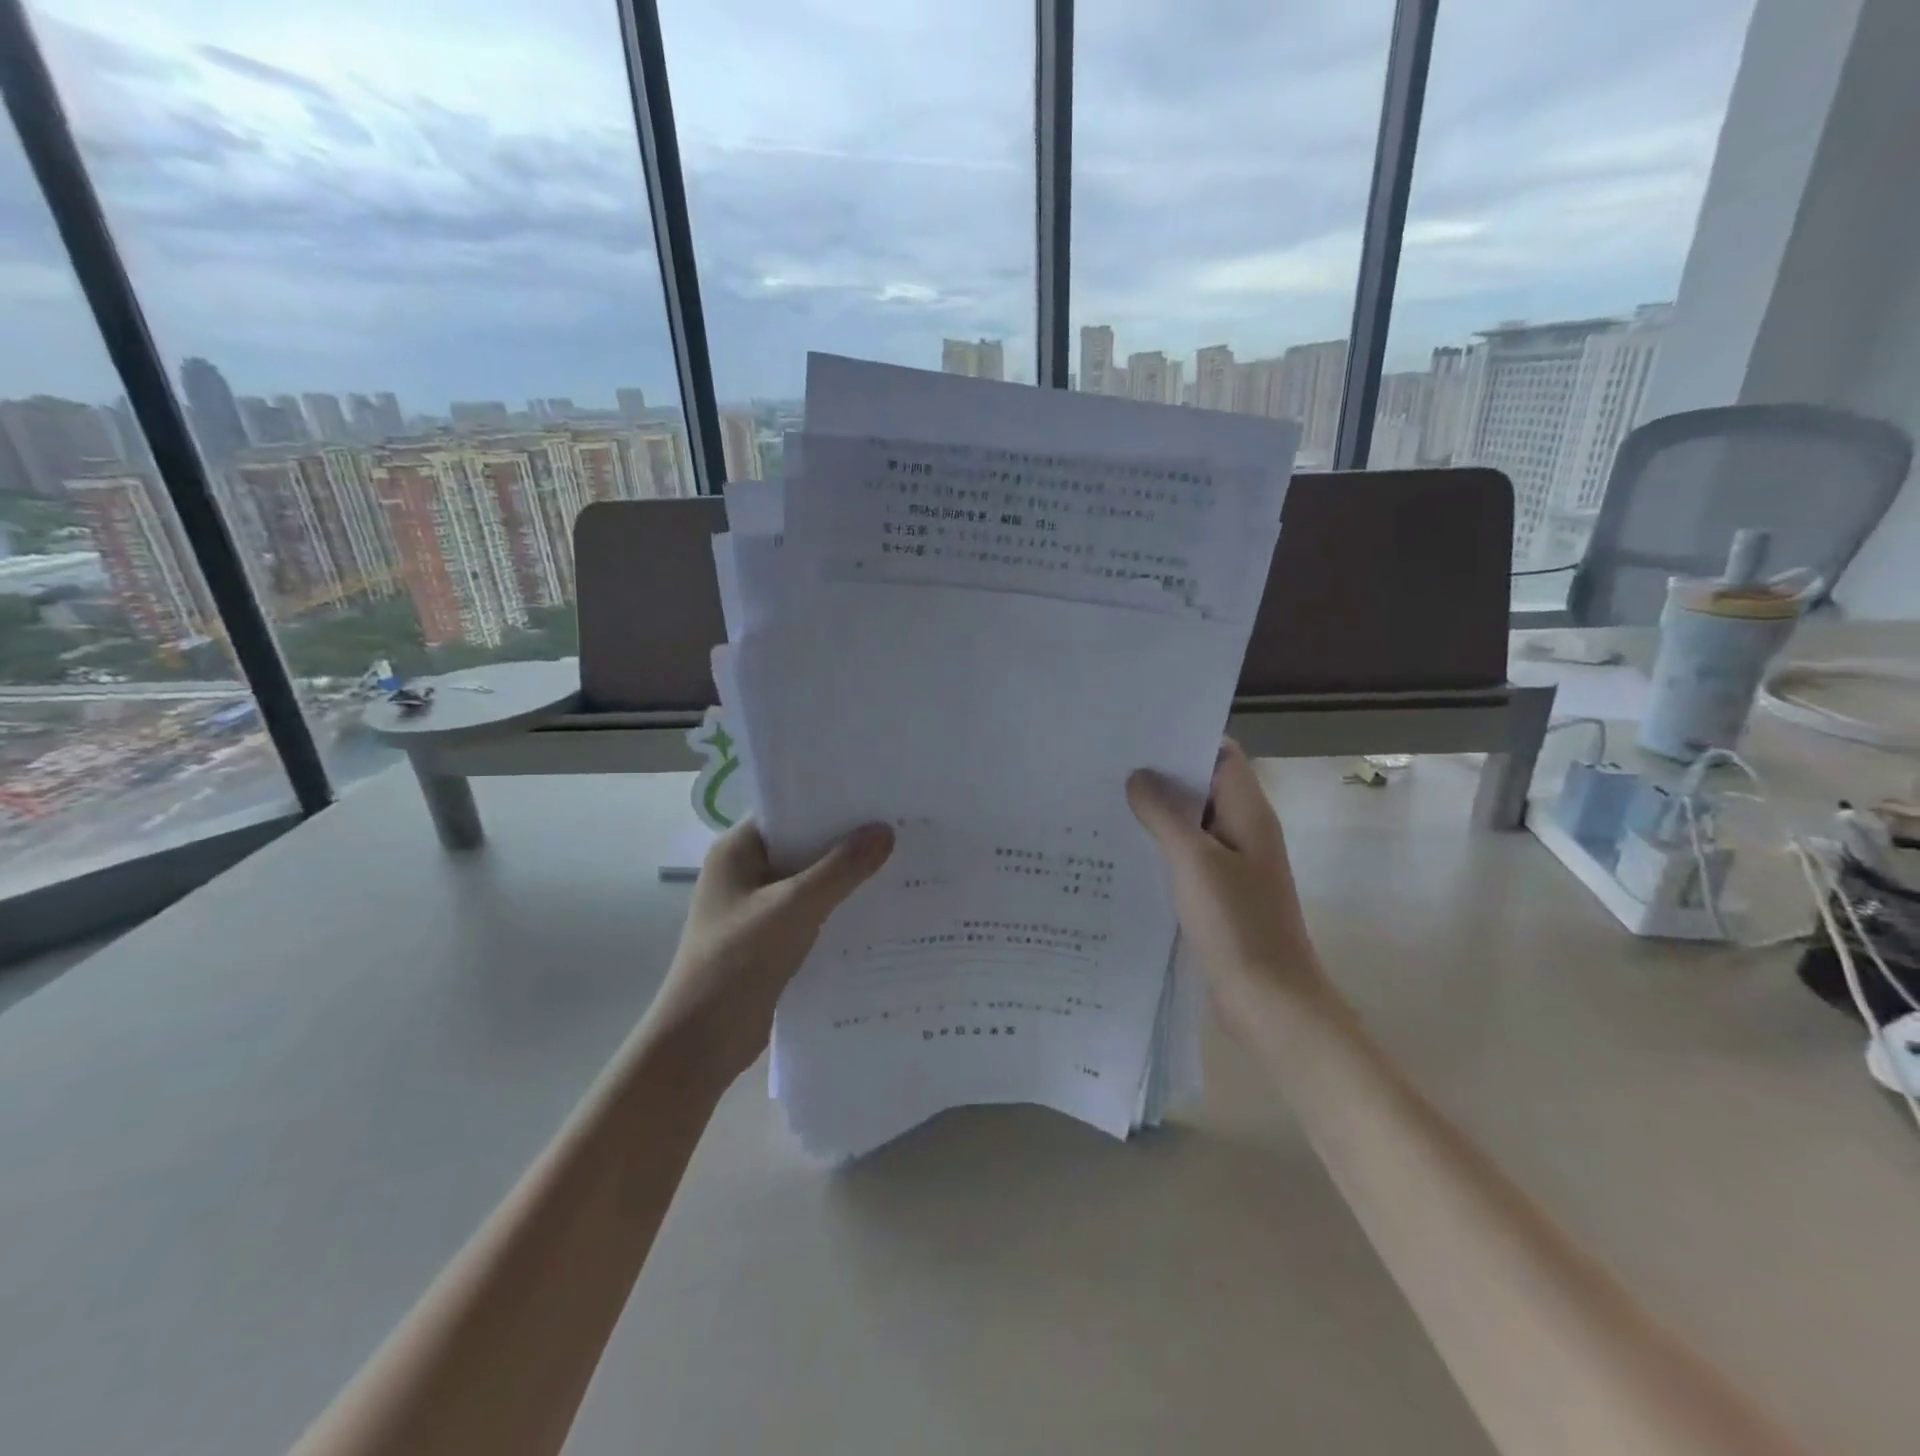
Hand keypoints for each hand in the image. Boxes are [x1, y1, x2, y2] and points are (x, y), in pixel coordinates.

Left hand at [648, 819, 894, 1087]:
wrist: (702, 1043)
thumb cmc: (738, 961)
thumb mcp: (794, 906)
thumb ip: (841, 868)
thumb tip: (885, 830)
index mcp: (737, 851)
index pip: (788, 810)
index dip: (830, 802)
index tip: (877, 795)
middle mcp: (745, 873)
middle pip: (803, 845)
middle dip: (847, 840)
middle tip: (900, 827)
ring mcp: (757, 909)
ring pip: (810, 881)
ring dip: (846, 877)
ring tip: (900, 863)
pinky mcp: (771, 940)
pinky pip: (812, 912)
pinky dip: (839, 909)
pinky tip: (879, 908)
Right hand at [1127, 739, 1339, 1035]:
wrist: (1269, 1001)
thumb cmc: (1236, 923)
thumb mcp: (1194, 860)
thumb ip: (1164, 814)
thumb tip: (1139, 777)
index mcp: (1248, 812)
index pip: (1221, 755)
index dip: (1185, 739)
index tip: (1137, 736)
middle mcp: (1244, 831)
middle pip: (1203, 788)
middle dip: (1161, 776)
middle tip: (1108, 767)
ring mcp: (1232, 865)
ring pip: (1191, 824)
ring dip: (1157, 814)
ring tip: (1105, 803)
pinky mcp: (1219, 895)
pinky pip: (1187, 858)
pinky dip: (1160, 849)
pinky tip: (1122, 852)